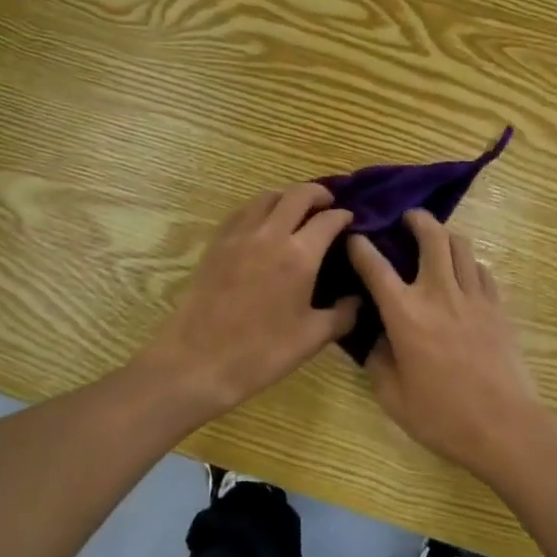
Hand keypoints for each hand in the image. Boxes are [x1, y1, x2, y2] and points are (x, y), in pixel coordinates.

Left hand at [140, 185, 357, 418]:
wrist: (198, 362)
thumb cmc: (261, 353)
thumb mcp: (312, 339)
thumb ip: (343, 315)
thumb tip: (358, 299)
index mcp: (299, 255)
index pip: (329, 219)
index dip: (344, 216)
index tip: (350, 221)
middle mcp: (271, 234)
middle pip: (298, 194)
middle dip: (318, 194)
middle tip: (328, 204)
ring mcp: (240, 235)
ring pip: (268, 196)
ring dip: (288, 197)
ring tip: (297, 211)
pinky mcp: (217, 242)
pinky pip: (243, 211)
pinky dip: (260, 208)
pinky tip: (264, 224)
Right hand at [348, 212, 550, 481]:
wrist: (505, 427)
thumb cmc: (443, 417)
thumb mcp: (393, 398)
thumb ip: (378, 362)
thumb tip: (376, 339)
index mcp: (406, 314)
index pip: (376, 267)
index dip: (361, 247)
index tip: (355, 238)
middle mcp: (439, 293)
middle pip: (431, 235)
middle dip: (417, 219)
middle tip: (408, 218)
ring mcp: (473, 296)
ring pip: (461, 244)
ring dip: (445, 234)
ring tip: (437, 239)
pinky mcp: (497, 305)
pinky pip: (481, 269)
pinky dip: (469, 263)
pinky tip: (464, 274)